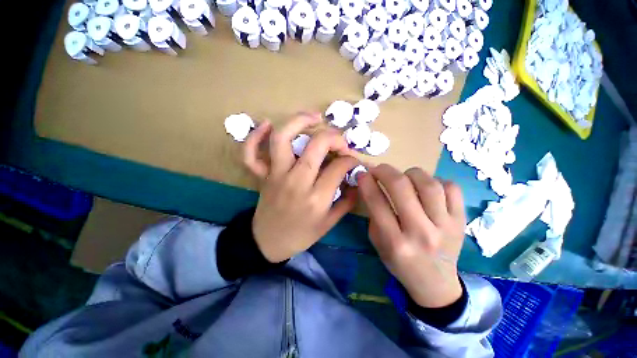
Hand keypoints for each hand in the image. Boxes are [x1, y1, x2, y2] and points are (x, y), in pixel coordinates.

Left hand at [243, 113, 359, 262]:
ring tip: (314, 117)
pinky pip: (251, 153)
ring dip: (299, 121)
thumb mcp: (329, 223)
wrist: (269, 242)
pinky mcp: (262, 175)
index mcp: (316, 198)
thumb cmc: (301, 235)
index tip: (353, 161)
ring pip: (283, 138)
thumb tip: (357, 180)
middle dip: (334, 137)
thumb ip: (347, 201)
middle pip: (316, 145)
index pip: (339, 166)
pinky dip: (255, 136)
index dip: (351, 159)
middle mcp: (296, 181)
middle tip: (341, 142)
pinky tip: (267, 124)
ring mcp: (275, 175)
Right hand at [357, 165, 465, 307]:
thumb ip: (374, 213)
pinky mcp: (461, 221)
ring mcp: (445, 226)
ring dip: (411, 173)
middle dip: (385, 171)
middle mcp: (421, 233)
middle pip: (402, 187)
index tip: (362, 173)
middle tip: (379, 169)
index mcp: (395, 242)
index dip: (367, 182)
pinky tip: (427, 187)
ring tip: (404, 177)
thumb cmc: (400, 263)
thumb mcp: (377, 242)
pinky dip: (436, 180)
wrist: (435, 283)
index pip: (377, 202)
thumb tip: (370, 184)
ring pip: (428, 184)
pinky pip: (452, 188)